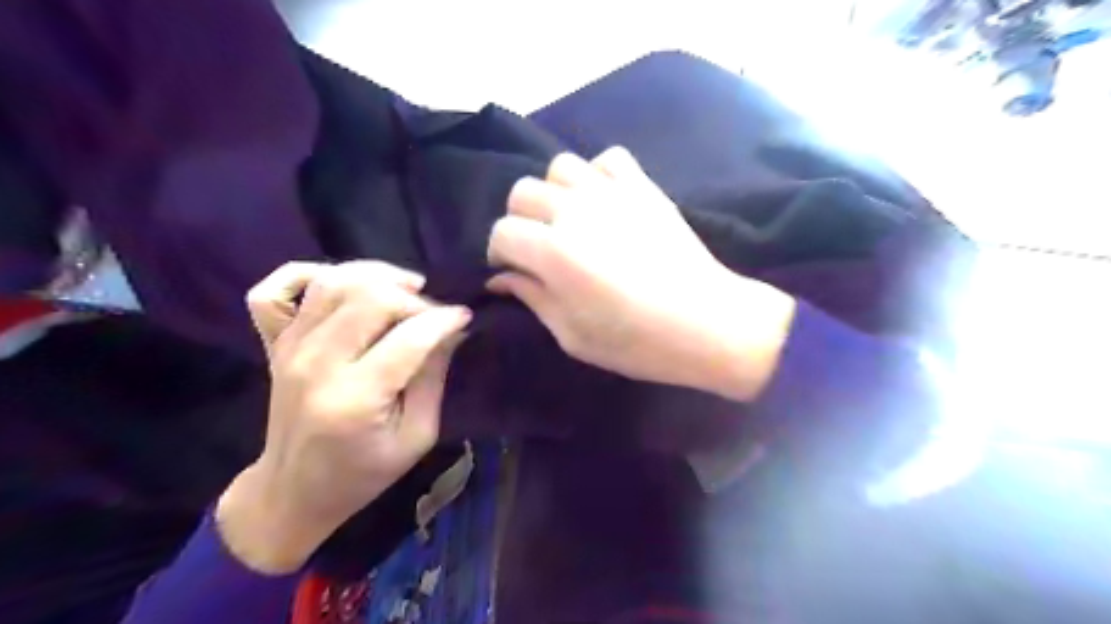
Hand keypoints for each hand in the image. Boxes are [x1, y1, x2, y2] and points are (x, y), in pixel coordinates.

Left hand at [218, 260, 471, 571]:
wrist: (294, 491)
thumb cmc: (364, 473)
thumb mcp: (417, 436)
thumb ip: (433, 377)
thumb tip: (451, 330)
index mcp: (355, 399)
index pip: (408, 338)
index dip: (444, 319)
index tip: (465, 316)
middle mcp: (316, 364)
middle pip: (370, 298)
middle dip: (415, 298)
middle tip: (434, 313)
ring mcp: (289, 349)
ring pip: (333, 283)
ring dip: (377, 277)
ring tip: (404, 289)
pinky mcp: (274, 343)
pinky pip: (275, 290)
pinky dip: (307, 273)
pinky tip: (342, 284)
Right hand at [489, 146, 793, 398]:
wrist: (708, 323)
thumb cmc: (637, 342)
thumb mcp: (572, 335)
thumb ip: (533, 298)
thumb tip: (502, 277)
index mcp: (554, 253)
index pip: (502, 232)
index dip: (501, 253)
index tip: (514, 271)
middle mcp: (576, 211)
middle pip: (522, 192)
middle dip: (520, 221)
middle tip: (537, 248)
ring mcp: (613, 193)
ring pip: (560, 166)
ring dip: (554, 193)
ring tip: (569, 220)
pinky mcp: (644, 187)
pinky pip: (608, 158)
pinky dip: (598, 175)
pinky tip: (604, 202)